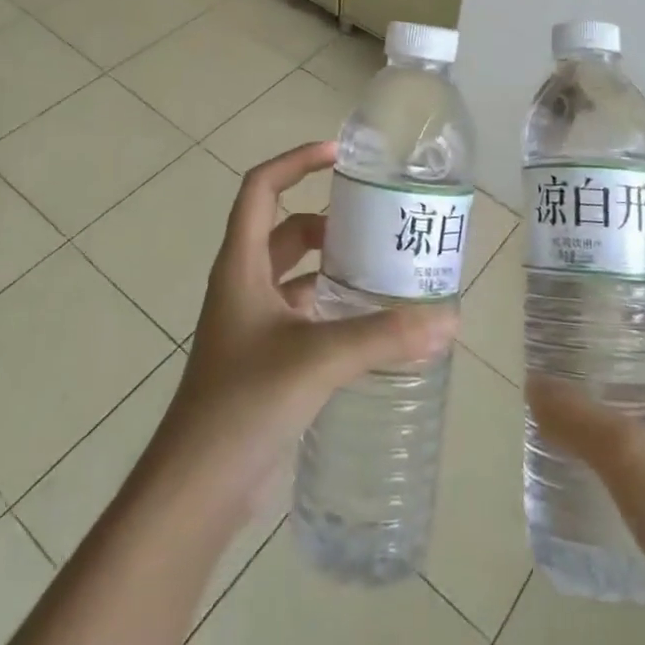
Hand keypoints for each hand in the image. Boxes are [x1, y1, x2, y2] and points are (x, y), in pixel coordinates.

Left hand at [151, 140, 458, 528]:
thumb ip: (383, 337)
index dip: (296, 161)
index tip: (340, 157)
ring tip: (384, 268)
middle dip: (328, 220)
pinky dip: (333, 308)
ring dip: (333, 266)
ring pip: (296, 274)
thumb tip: (447, 319)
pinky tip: (371, 325)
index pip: (261, 188)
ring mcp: (253, 323)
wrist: (197, 487)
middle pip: (285, 229)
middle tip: (378, 222)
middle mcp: (244, 284)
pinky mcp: (266, 358)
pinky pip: (303, 314)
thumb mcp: (317, 358)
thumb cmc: (243, 403)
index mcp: (241, 265)